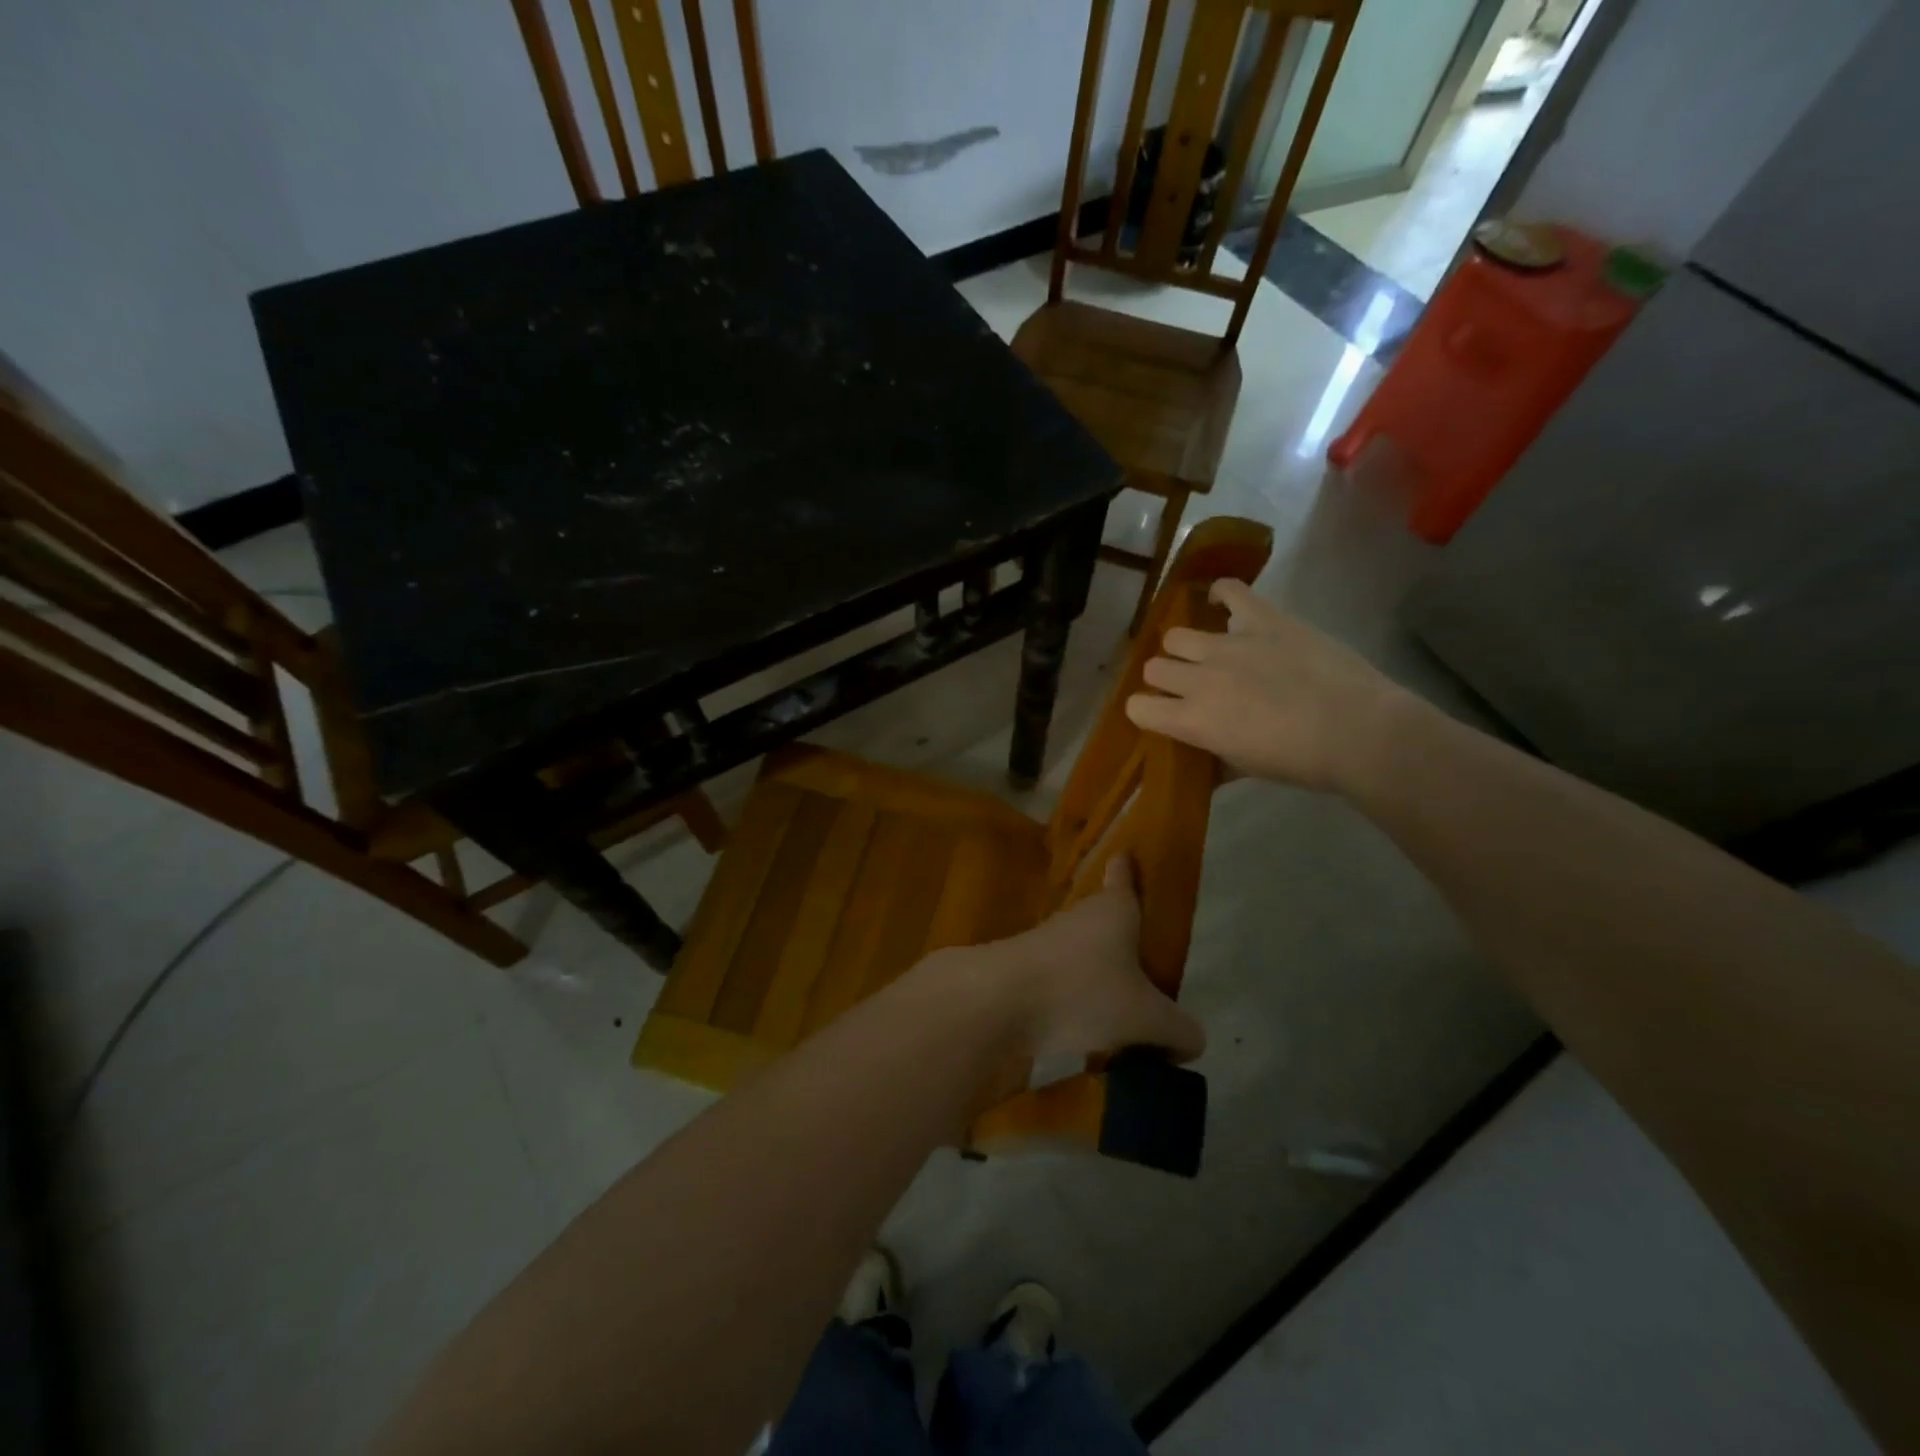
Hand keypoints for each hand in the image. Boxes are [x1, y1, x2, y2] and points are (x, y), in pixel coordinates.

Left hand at [923, 858, 1203, 1066]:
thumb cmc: (1083, 991)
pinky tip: (1086, 1036)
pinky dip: (1074, 1002)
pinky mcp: (1022, 973)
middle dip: (1119, 939)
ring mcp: (1045, 944)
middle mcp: (1078, 920)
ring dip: (1096, 977)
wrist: (999, 1001)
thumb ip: (1178, 1030)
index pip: (1123, 882)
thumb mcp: (1148, 1018)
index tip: (1122, 855)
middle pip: (1103, 921)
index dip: (1126, 872)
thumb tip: (1191, 1042)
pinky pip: (1059, 984)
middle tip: (1142, 964)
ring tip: (1120, 1015)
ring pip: (1080, 956)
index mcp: (1113, 913)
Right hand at [1124, 579, 1413, 793]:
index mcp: (1193, 720)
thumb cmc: (1302, 762)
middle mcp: (1200, 678)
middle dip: (1167, 678)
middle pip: (1154, 667)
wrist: (1360, 732)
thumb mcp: (1247, 769)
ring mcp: (1230, 645)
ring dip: (1187, 648)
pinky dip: (1221, 596)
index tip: (1164, 715)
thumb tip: (1204, 759)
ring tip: (1209, 654)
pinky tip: (1224, 607)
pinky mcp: (1264, 620)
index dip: (1147, 710)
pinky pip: (1229, 591)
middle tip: (1192, 687)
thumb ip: (1214, 758)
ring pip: (1177, 635)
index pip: (1137, 707)